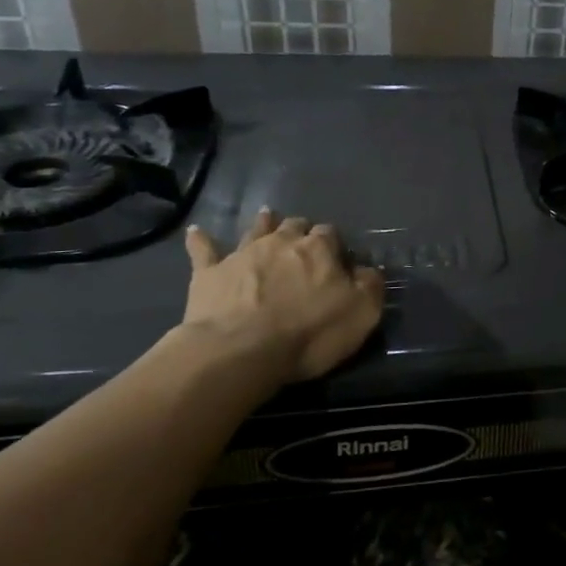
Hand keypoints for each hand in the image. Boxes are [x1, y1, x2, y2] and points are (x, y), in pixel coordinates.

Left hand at [180, 209, 384, 389]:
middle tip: (303, 240)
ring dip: (263, 223)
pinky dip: (200, 240)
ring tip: (267, 215)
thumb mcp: (362, 313)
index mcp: (319, 249)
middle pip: (294, 226)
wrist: (240, 350)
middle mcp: (281, 242)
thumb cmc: (309, 333)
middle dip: (300, 230)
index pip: (331, 235)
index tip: (337, 259)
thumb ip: (369, 285)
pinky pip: (204, 250)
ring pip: (256, 230)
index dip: (335, 245)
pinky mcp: (209, 273)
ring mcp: (242, 254)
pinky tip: (196, 231)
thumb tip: (366, 270)